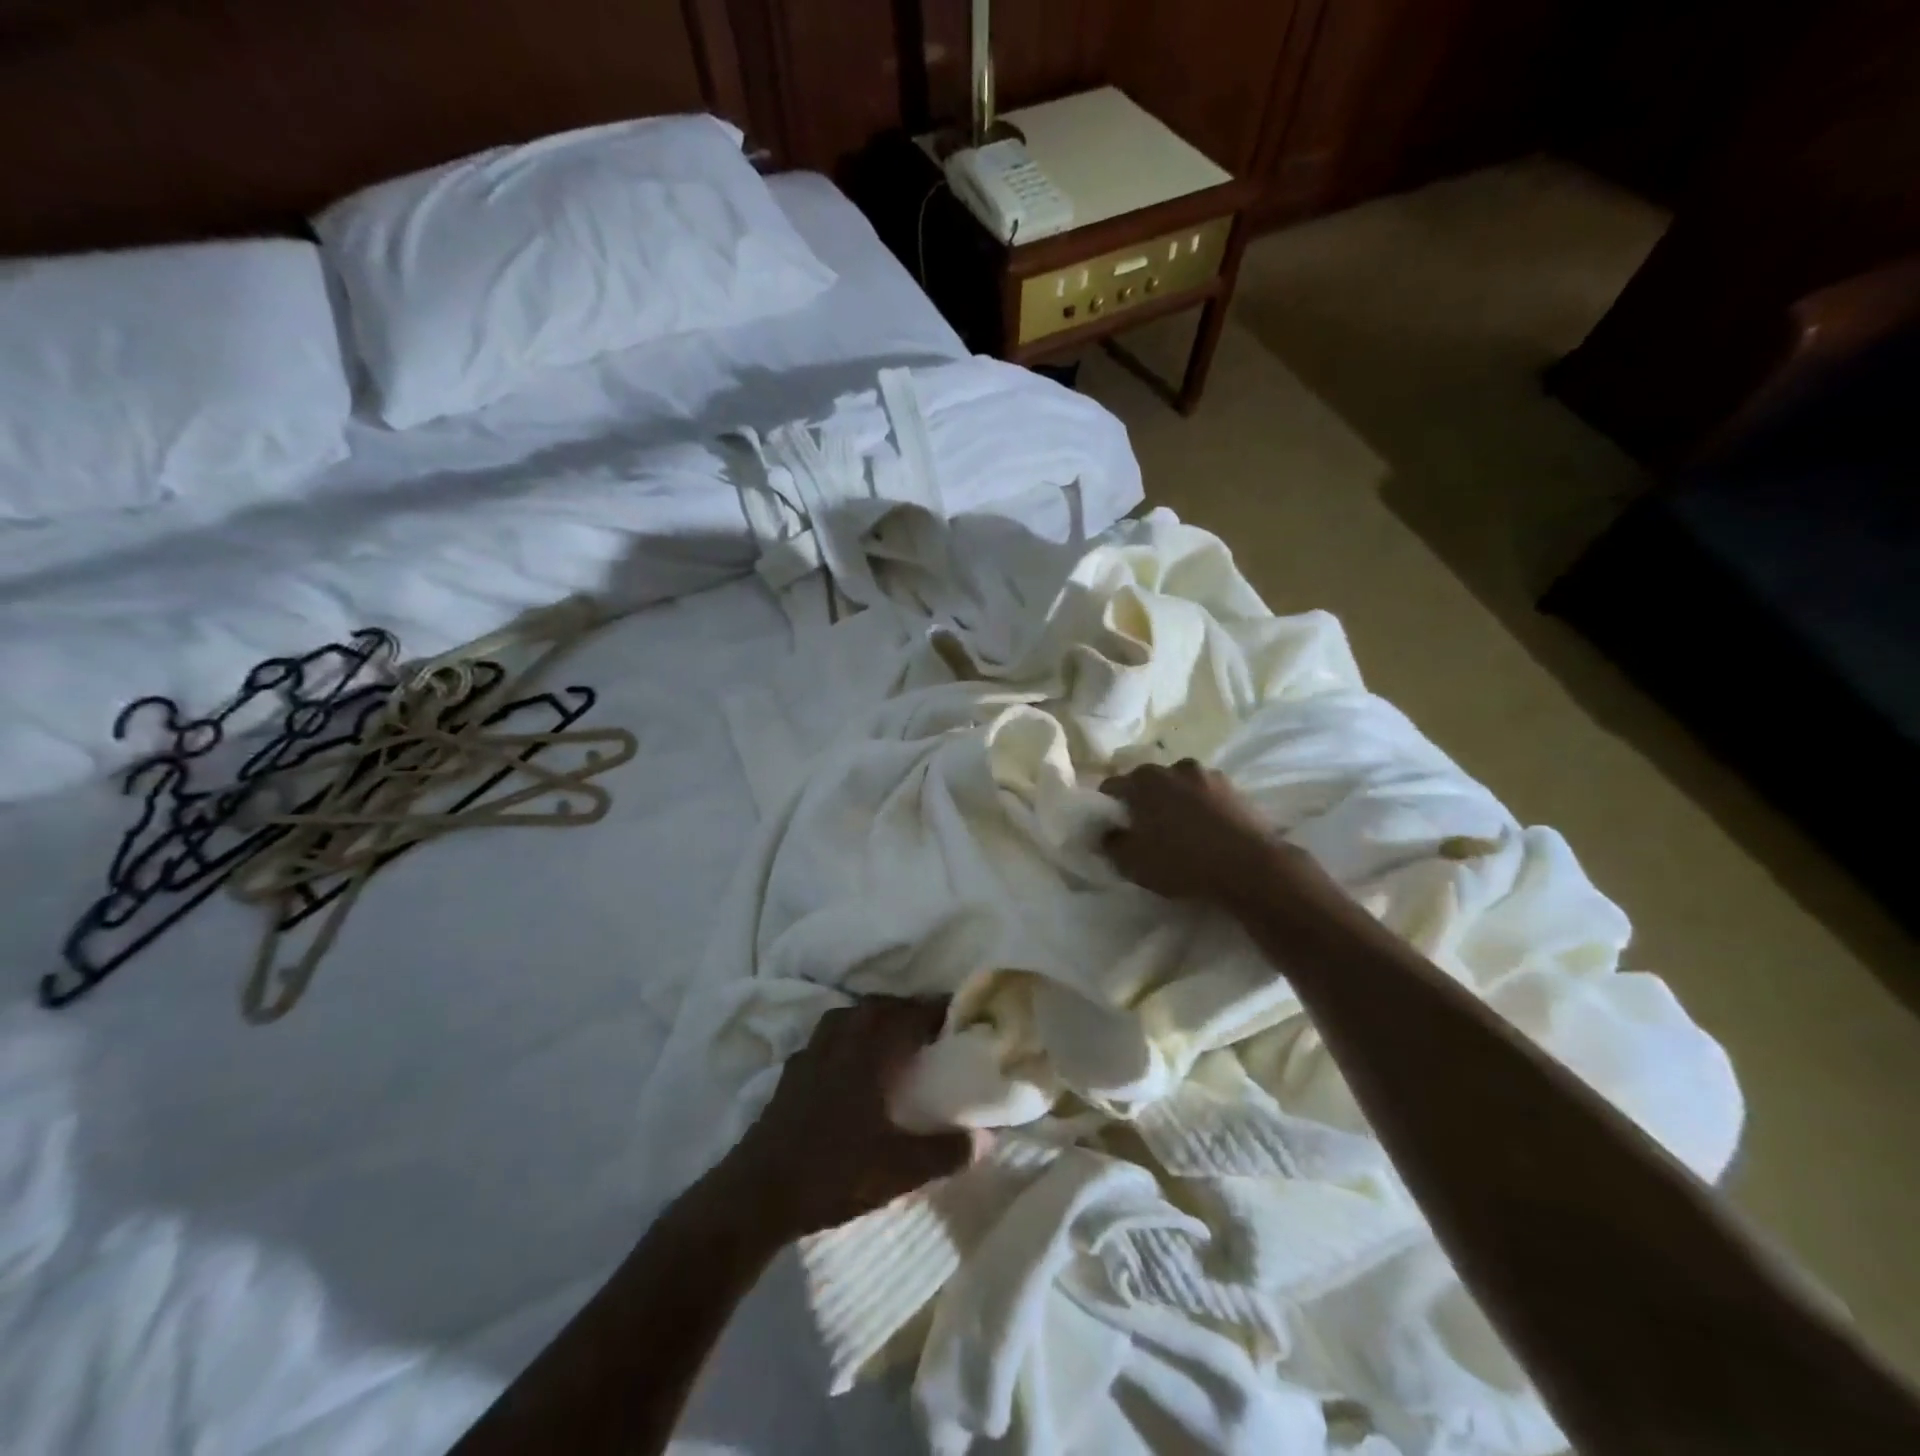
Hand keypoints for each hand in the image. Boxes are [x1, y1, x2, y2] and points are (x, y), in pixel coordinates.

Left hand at [723, 997, 975, 1239]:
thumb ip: (945, 1151)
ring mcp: (812, 1051)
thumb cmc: (833, 1172)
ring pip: (850, 1016)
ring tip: (894, 1040)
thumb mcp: (899, 1170)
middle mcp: (842, 1038)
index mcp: (870, 1051)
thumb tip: (988, 1137)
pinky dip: (848, 1037)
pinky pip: (828, 1036)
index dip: (938, 1010)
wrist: (758, 1192)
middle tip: (932, 1030)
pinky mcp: (793, 1070)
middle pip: (879, 1006)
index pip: (911, 1013)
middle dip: (908, 1010)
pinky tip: (852, 1065)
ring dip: (876, 1018)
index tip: (961, 1017)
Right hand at [1099, 758, 1315, 906]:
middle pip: (1150, 783)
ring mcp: (1210, 776)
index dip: (1108, 806)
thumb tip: (1106, 832)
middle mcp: (1176, 767)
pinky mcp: (1237, 790)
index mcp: (1145, 779)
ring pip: (1181, 787)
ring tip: (1180, 832)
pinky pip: (1208, 797)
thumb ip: (1111, 843)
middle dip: (1144, 802)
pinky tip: (1206, 833)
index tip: (1111, 827)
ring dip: (1176, 803)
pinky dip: (1202, 809)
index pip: (1113, 786)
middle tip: (1145, 831)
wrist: (1249, 867)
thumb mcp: (1132, 862)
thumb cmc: (1181, 861)